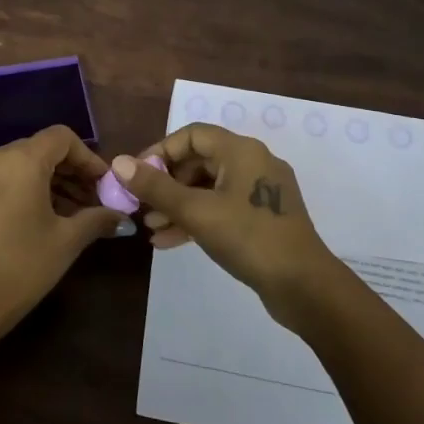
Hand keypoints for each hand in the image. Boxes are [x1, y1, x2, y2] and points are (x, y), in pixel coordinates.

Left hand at [0, 126, 120, 346]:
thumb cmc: (20, 267)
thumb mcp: (66, 242)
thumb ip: (97, 219)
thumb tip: (122, 216)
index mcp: (21, 160)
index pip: (62, 138)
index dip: (88, 158)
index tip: (105, 185)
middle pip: (41, 149)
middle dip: (71, 172)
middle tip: (95, 201)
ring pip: (21, 164)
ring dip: (50, 181)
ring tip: (75, 213)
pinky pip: (3, 177)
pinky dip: (26, 188)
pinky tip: (44, 216)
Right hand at [109, 124, 345, 324]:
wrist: (304, 287)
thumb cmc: (248, 238)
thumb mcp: (196, 212)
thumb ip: (156, 187)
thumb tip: (118, 163)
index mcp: (241, 151)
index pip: (191, 136)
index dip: (160, 151)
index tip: (137, 175)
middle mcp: (253, 163)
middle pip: (199, 161)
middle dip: (166, 183)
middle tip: (141, 204)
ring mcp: (260, 192)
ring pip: (209, 188)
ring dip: (177, 204)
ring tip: (151, 226)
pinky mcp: (263, 218)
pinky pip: (222, 208)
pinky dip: (197, 219)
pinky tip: (169, 241)